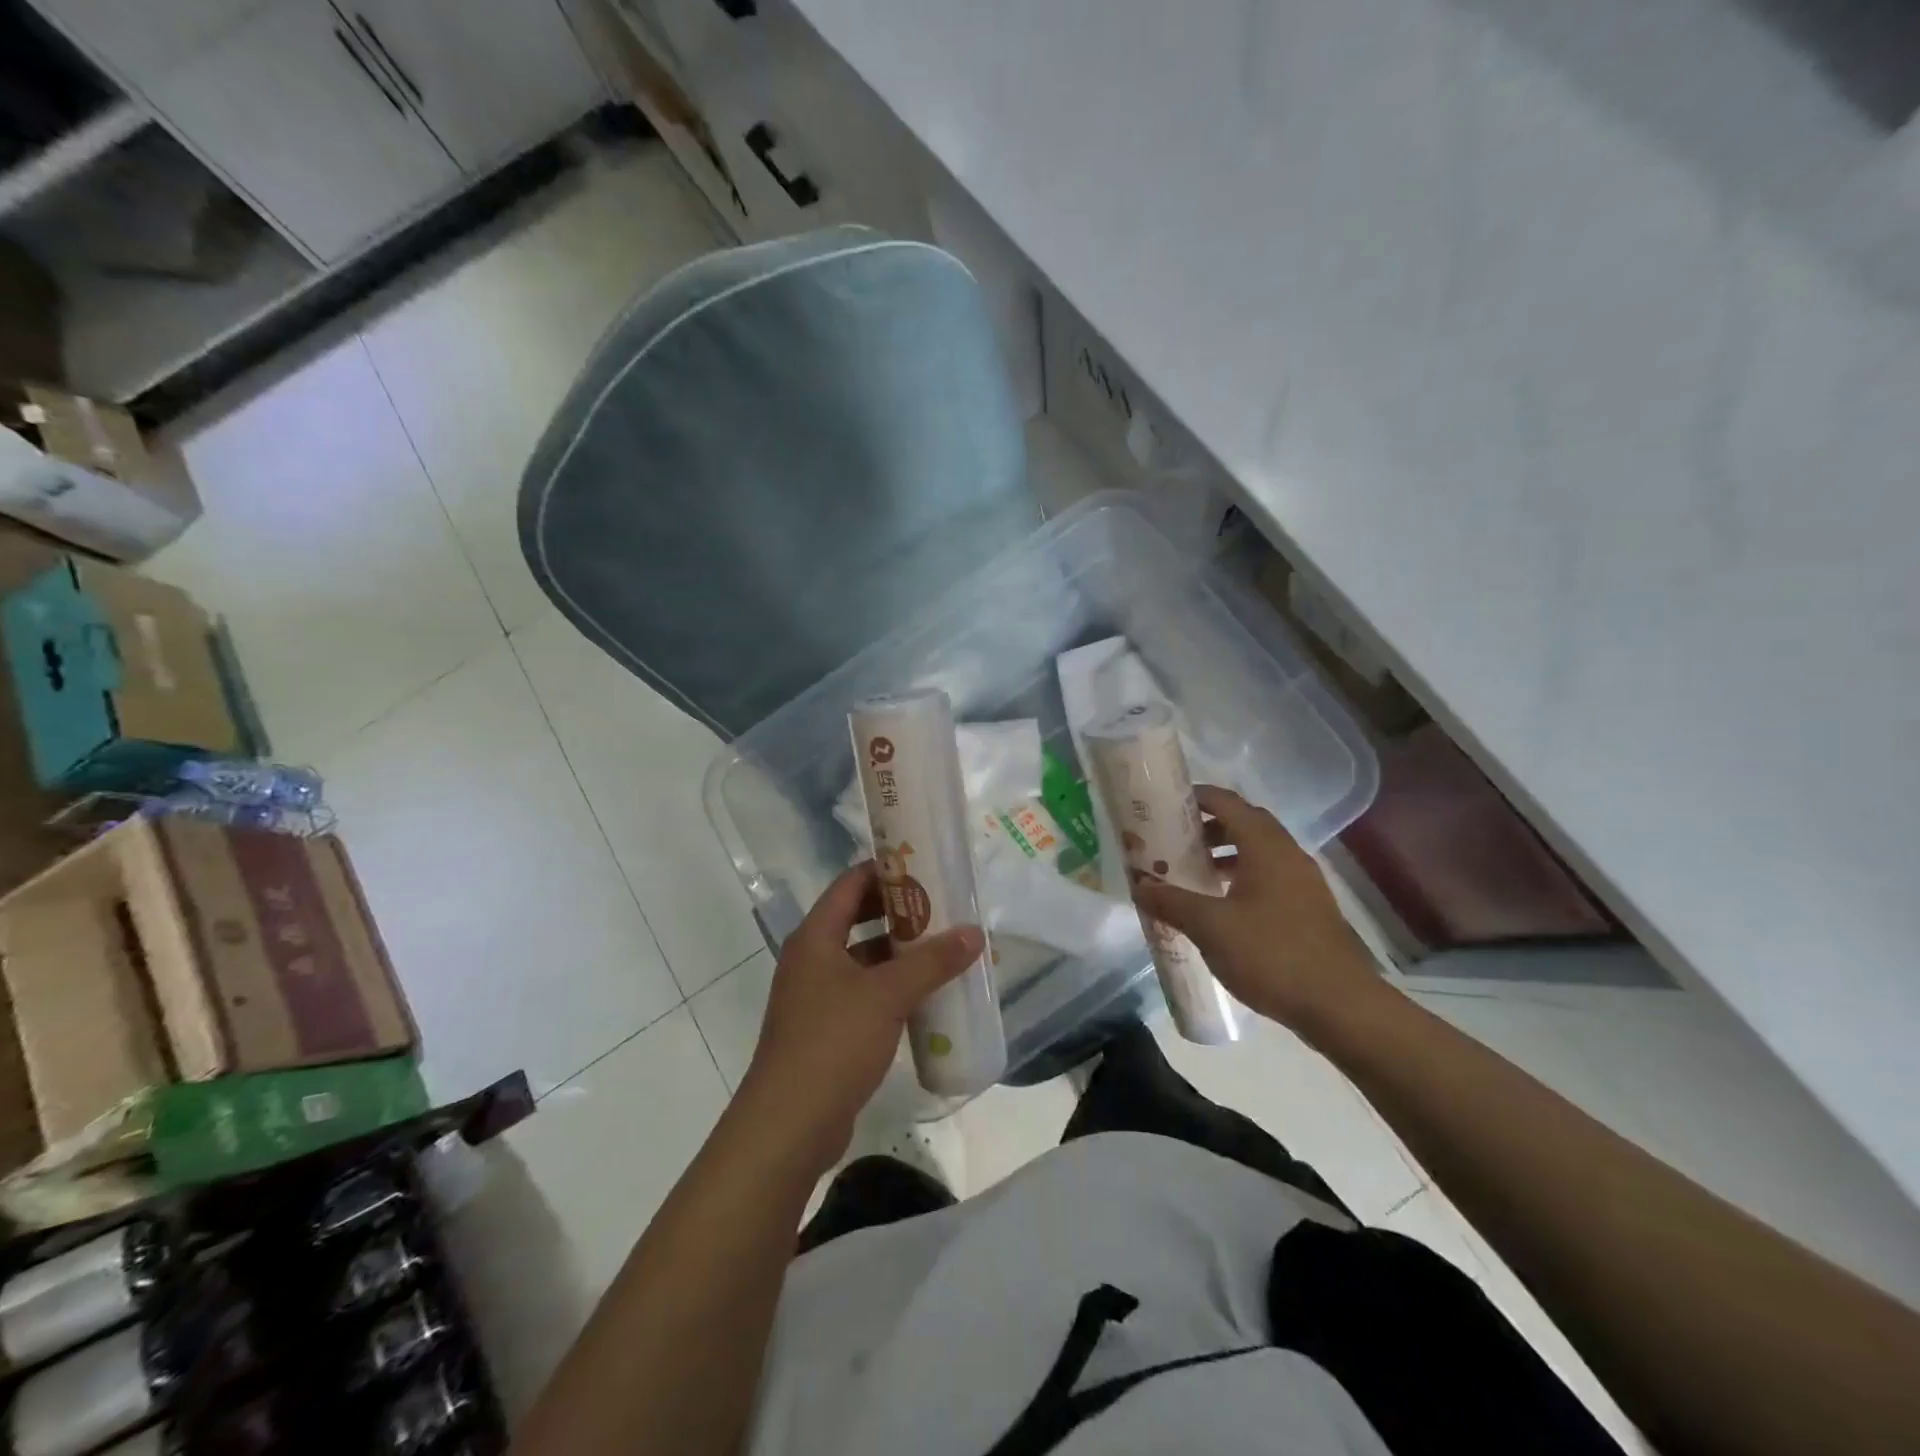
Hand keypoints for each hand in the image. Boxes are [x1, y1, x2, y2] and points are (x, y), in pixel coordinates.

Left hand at [737, 862, 983, 1172]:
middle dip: (900, 912)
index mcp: (815, 937)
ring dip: (899, 953)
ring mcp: (816, 996)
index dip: (887, 870)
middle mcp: (812, 959)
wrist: (788, 1125)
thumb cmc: (833, 1042)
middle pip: (857, 919)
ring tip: (944, 948)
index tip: (926, 866)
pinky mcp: (825, 1030)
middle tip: (943, 907)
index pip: (851, 883)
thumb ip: (932, 962)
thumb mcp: (887, 995)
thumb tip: (974, 933)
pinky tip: (926, 996)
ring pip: (863, 959)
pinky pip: (864, 994)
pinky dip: (892, 988)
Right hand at [1132, 785, 1388, 1039]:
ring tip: (1195, 874)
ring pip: (1260, 852)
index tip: (1166, 803)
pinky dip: (1243, 878)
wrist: (1340, 1006)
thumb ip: (1172, 902)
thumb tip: (1139, 885)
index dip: (1197, 797)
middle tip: (1175, 840)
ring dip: (1226, 854)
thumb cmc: (1271, 954)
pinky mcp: (1310, 909)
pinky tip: (1223, 907)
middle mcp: (1288, 855)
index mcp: (1265, 847)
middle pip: (1246, 824)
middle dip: (1209, 827)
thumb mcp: (1210, 927)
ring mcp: (1304, 882)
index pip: (1228, 803)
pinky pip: (1271, 877)